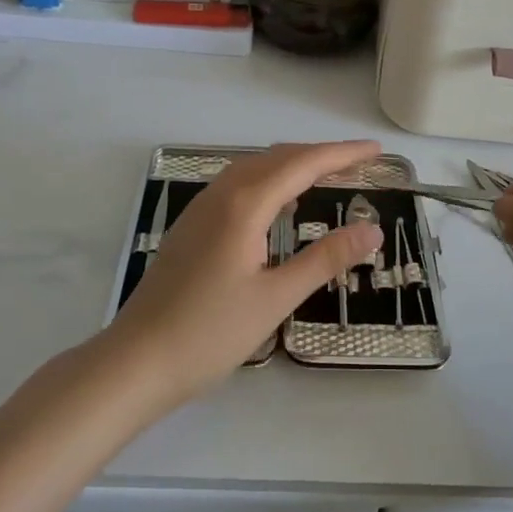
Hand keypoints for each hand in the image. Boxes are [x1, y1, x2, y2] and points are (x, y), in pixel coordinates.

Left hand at [107, 141, 384, 409]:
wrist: (136, 361)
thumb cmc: (210, 333)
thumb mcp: (276, 297)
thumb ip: (326, 259)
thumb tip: (372, 231)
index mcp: (245, 204)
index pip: (303, 164)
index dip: (343, 153)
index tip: (377, 150)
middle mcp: (221, 194)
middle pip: (278, 158)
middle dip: (321, 155)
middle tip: (360, 163)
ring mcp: (201, 208)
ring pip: (254, 168)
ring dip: (293, 165)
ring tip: (327, 177)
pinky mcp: (191, 226)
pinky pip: (238, 185)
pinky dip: (269, 181)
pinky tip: (279, 205)